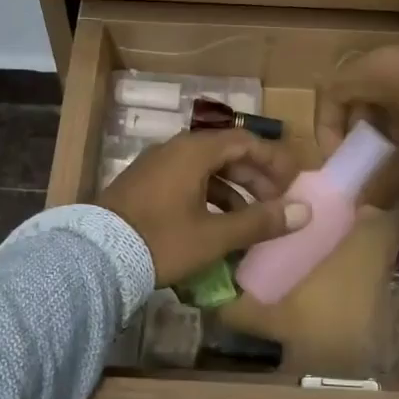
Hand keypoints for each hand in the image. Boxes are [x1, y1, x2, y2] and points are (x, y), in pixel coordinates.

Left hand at [99, 130, 306, 285]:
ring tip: (250, 220)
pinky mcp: (143, 186)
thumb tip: (303, 212)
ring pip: (205, 170)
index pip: (245, 141)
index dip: (274, 160)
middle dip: (255, 177)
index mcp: (193, 151)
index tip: (293, 184)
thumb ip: (260, 222)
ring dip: (233, 191)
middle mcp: (174, 150)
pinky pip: (186, 182)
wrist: (95, 257)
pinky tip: (216, 225)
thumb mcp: (215, 236)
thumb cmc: (161, 241)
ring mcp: (155, 167)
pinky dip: (209, 197)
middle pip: (225, 153)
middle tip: (276, 204)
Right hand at [316, 38, 398, 198]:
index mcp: (379, 69)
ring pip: (390, 84)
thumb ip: (382, 183)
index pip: (330, 91)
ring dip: (386, 119)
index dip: (327, 127)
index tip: (343, 160)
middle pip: (359, 86)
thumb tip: (362, 204)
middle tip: (370, 158)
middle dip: (357, 126)